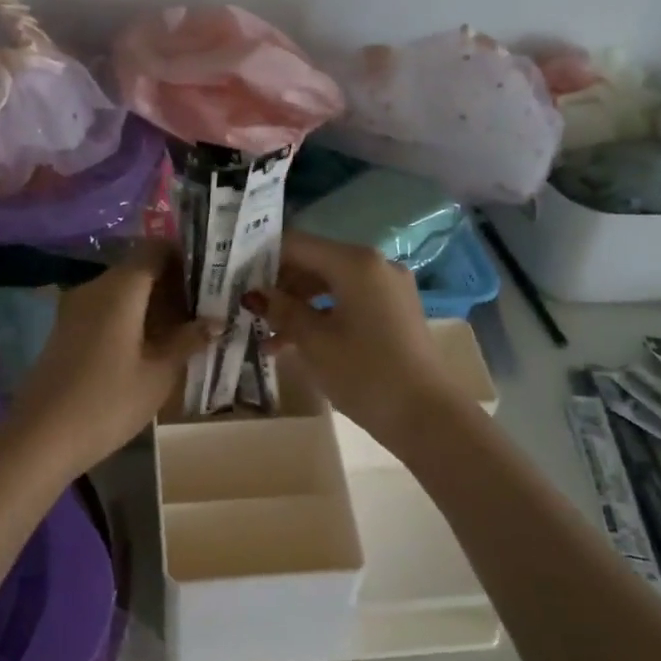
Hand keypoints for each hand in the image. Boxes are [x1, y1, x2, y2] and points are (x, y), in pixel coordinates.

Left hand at [7, 247, 210, 478]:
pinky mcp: (66, 329)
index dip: (184, 256)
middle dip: (172, 284)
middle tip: (205, 309)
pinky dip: (130, 317)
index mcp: (120, 288)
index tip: (211, 277)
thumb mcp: (158, 375)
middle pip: (138, 268)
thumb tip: (216, 322)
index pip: (155, 248)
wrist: (41, 437)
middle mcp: (95, 287)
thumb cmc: (108, 403)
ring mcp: (75, 307)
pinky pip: (105, 308)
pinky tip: (149, 345)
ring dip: (152, 303)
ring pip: (121, 290)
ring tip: (183, 330)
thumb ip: (188, 341)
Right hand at [247, 230, 465, 447]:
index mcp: (354, 262)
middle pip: (314, 261)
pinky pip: (348, 301)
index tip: (233, 277)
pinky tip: (294, 342)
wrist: (427, 416)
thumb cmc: (364, 373)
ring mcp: (388, 288)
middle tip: (246, 307)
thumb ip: (282, 310)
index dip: (262, 257)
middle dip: (279, 284)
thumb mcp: (313, 341)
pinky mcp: (394, 311)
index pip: (296, 244)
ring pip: (330, 284)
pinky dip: (321, 315)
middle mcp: (374, 264)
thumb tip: (255, 294)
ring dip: (297, 304)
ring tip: (265, 334)